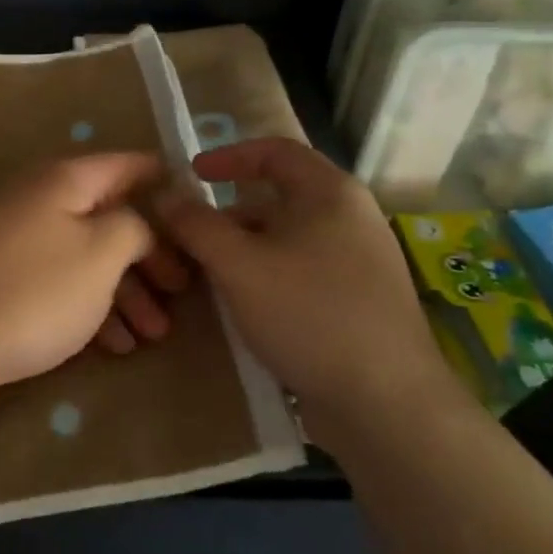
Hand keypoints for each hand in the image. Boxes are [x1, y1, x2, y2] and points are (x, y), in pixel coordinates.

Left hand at [0, 153, 189, 419]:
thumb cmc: (29, 291)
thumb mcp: (101, 253)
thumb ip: (135, 227)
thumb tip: (141, 222)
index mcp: (65, 181)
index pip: (130, 166)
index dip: (169, 185)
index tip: (203, 218)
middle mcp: (41, 203)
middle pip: (111, 218)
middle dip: (151, 256)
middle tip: (183, 293)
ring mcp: (19, 246)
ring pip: (88, 259)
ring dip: (126, 292)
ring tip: (155, 334)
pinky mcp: (6, 287)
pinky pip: (62, 289)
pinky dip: (92, 311)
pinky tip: (115, 346)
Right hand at [154, 138, 461, 437]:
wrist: (386, 403)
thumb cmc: (309, 314)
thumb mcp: (239, 266)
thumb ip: (197, 226)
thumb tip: (165, 195)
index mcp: (330, 193)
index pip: (274, 151)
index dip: (228, 156)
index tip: (191, 173)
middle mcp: (352, 217)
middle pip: (279, 197)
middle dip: (229, 214)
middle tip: (191, 238)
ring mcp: (361, 260)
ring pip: (289, 238)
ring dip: (246, 248)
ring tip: (210, 276)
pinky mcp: (361, 299)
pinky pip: (304, 269)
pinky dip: (269, 274)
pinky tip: (247, 306)